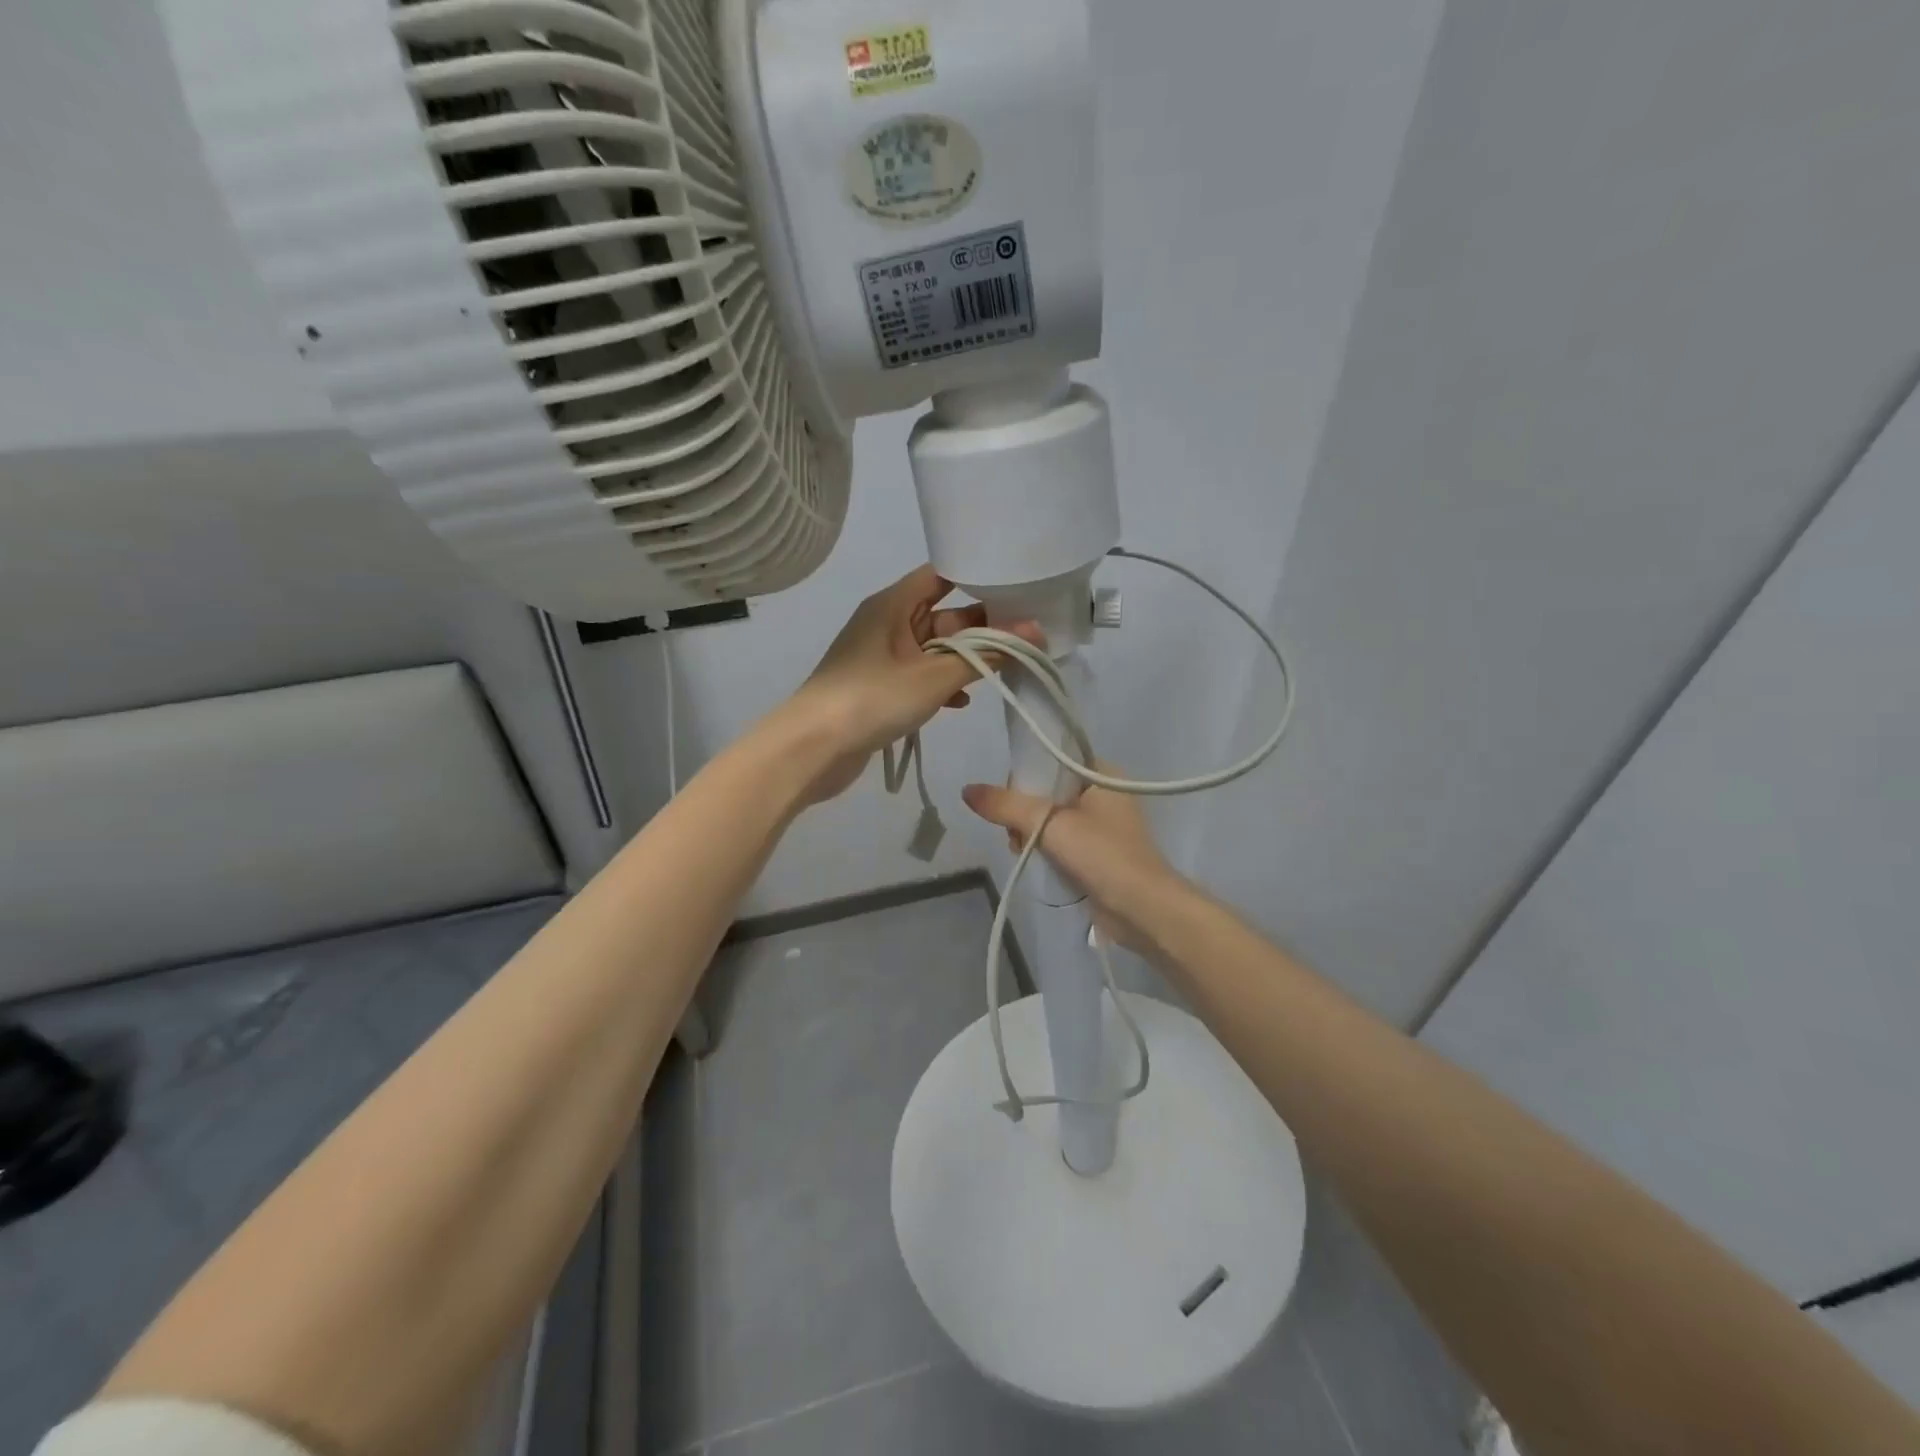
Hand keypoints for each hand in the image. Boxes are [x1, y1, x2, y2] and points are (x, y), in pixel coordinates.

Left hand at [776, 564, 1037, 804]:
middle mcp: (886, 623)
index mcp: (893, 605)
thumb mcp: (934, 677)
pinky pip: (918, 675)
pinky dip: (941, 684)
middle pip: (941, 614)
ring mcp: (880, 657)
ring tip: (1003, 669)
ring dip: (963, 659)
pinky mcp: (878, 687)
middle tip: (1025, 636)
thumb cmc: (872, 699)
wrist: (812, 749)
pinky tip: (962, 702)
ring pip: (933, 648)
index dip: (978, 578)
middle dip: (980, 626)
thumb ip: (985, 655)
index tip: (1018, 590)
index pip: (941, 575)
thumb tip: (1034, 632)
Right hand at [961, 771, 1179, 952]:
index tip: (1010, 801)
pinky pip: (1060, 843)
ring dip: (1032, 835)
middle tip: (1017, 833)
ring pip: (1050, 820)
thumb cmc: (1102, 855)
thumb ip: (1006, 805)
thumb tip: (967, 790)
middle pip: (1047, 792)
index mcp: (1102, 774)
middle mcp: (1104, 795)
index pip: (1051, 761)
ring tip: (1023, 851)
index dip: (1025, 777)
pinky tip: (1036, 864)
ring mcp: (1102, 827)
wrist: (1142, 909)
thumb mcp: (1050, 823)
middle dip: (1024, 813)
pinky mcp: (1097, 855)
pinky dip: (1045, 851)